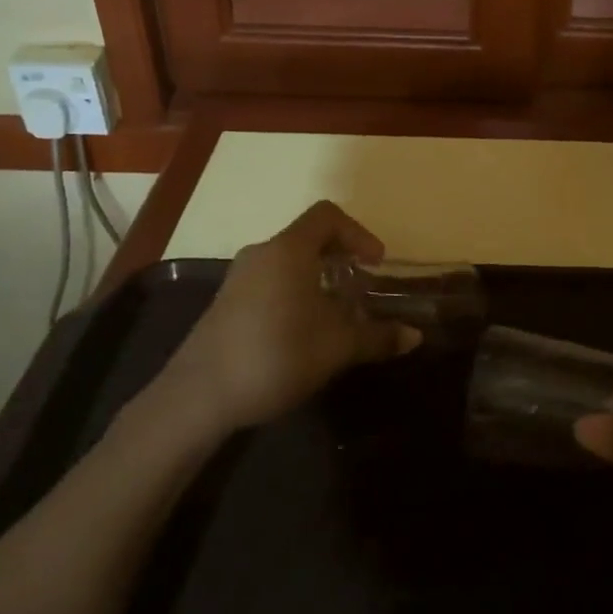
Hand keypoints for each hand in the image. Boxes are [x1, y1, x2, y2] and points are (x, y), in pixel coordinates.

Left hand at [128, 201, 418, 445]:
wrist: (196, 397)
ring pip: (288, 262)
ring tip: (337, 314)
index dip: (359, 233)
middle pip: (308, 238)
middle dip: (341, 258)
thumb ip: (378, 336)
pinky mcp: (226, 304)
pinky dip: (295, 293)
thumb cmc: (276, 355)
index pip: (328, 215)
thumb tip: (416, 336)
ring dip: (318, 279)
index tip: (375, 264)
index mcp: (289, 249)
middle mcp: (262, 253)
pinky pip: (270, 282)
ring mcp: (239, 278)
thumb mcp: (337, 346)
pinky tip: (303, 333)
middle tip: (361, 289)